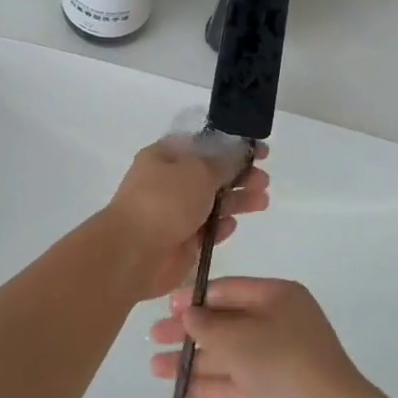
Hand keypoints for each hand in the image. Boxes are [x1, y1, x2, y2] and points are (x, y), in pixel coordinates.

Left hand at [100, 137, 269, 300]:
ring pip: (213, 203)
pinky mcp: (180, 241)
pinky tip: (232, 226)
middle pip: (212, 175)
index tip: (260, 151)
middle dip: (240, 176)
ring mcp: (174, 213)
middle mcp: (169, 182)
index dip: (233, 146)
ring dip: (237, 201)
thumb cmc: (165, 201)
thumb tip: (238, 154)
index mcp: (166, 156)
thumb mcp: (199, 171)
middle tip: (264, 180)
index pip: (204, 145)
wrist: (134, 253)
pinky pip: (206, 230)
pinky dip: (220, 227)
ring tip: (262, 201)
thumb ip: (224, 163)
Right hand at [148, 278, 371, 397]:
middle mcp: (276, 324)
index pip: (230, 290)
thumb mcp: (239, 335)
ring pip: (226, 355)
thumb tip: (188, 314)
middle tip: (154, 336)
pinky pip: (232, 383)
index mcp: (277, 297)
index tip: (167, 305)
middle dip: (190, 330)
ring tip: (156, 366)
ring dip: (193, 360)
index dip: (197, 297)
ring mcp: (274, 361)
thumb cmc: (282, 359)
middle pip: (225, 323)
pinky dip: (207, 384)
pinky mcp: (269, 394)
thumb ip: (208, 325)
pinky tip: (179, 387)